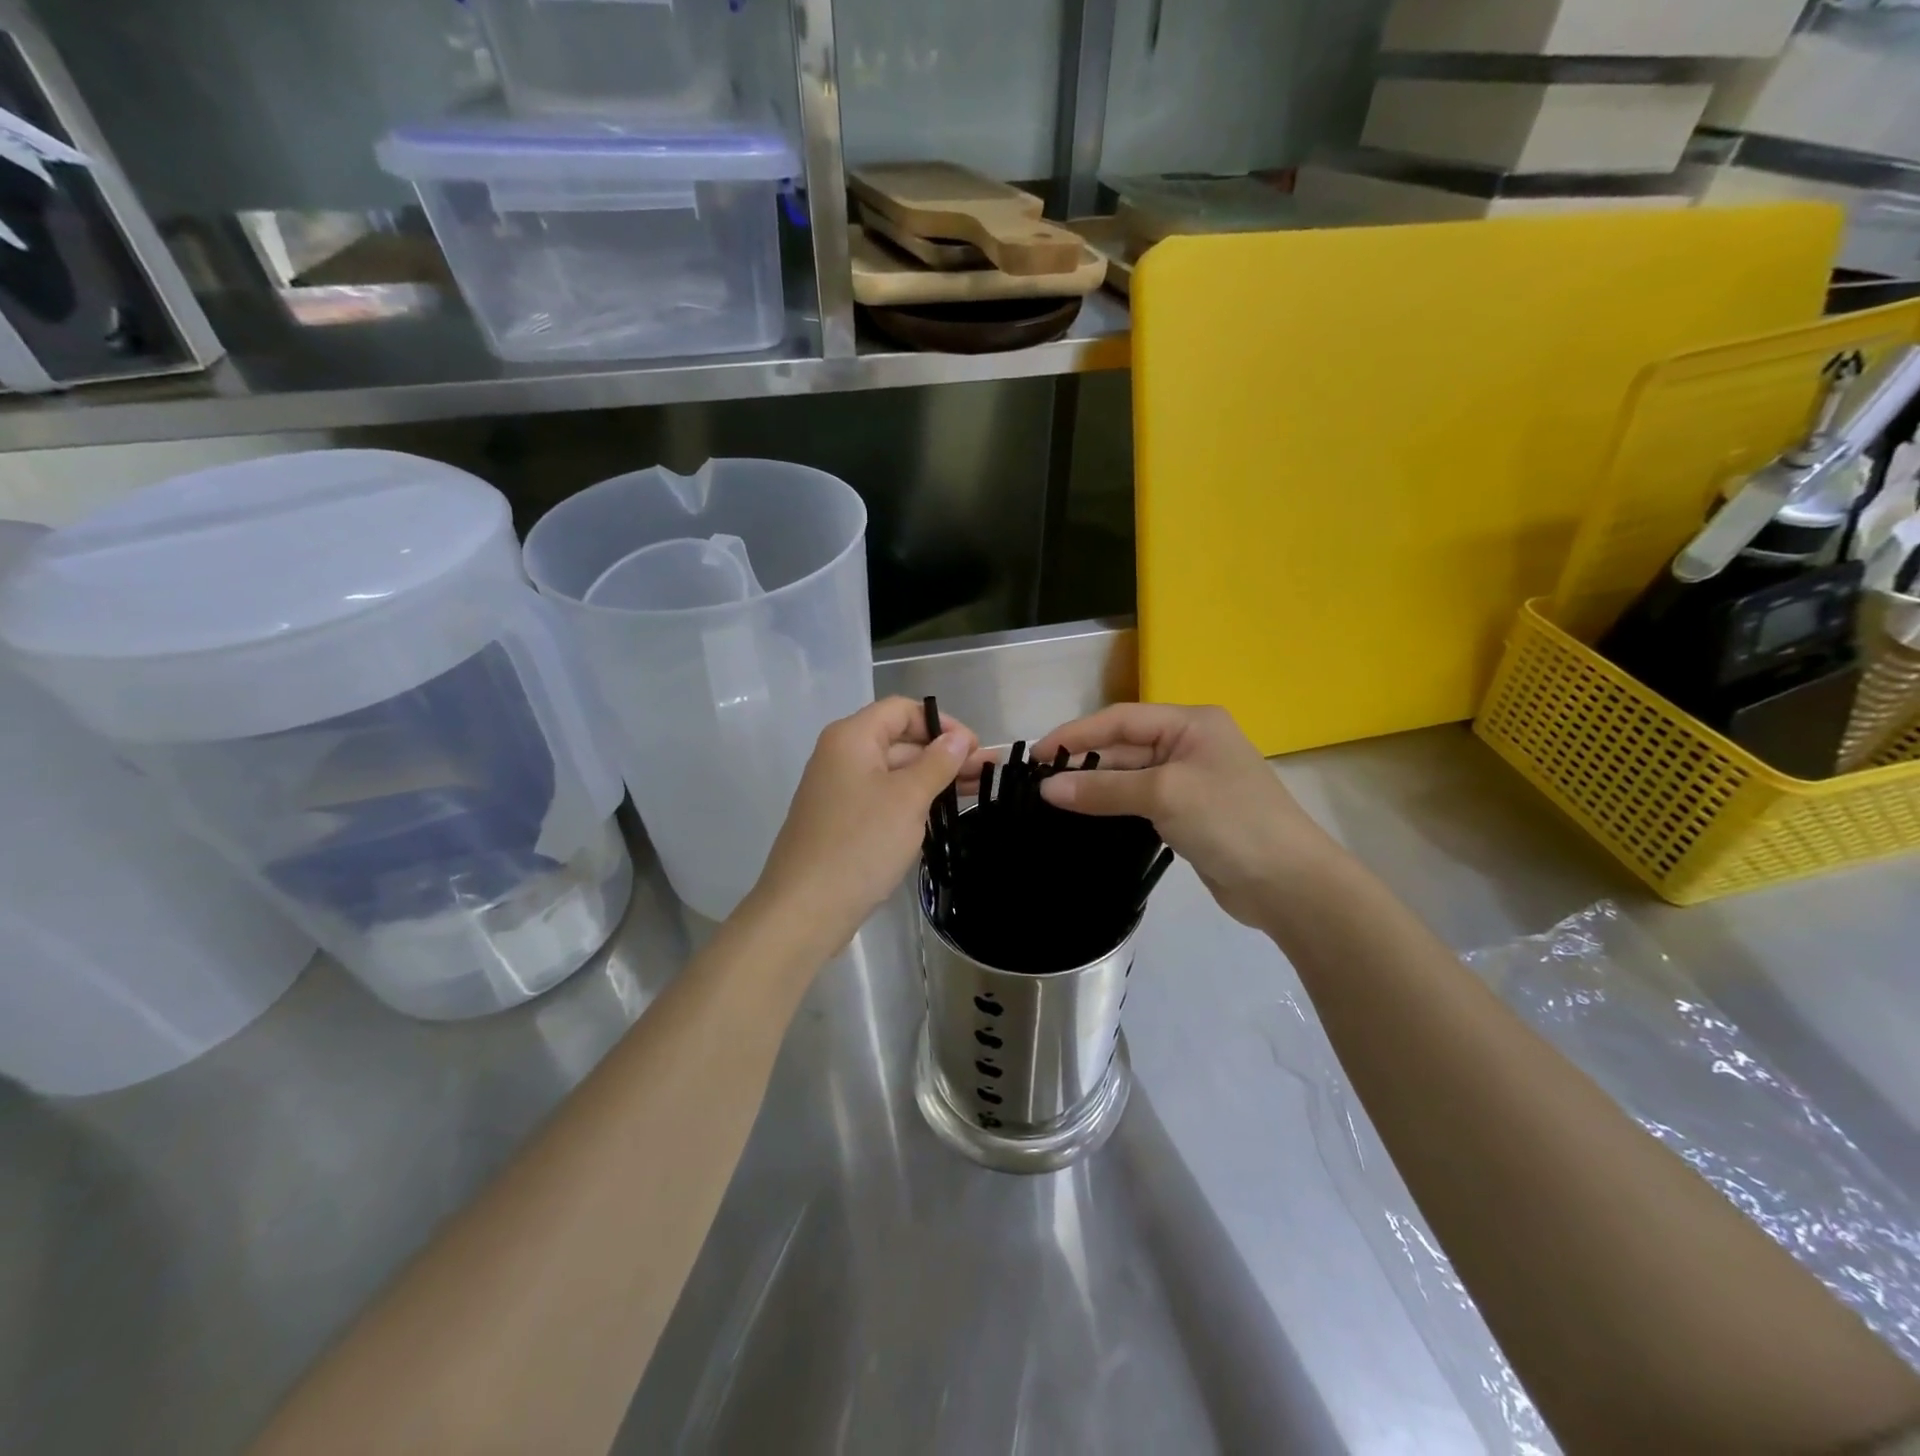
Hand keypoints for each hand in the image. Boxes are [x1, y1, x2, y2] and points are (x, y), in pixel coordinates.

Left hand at [750, 697, 975, 953]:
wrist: (806, 908)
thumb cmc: (860, 844)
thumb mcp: (908, 799)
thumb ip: (937, 762)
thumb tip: (958, 737)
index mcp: (852, 738)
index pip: (902, 710)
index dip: (941, 723)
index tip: (974, 747)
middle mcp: (842, 756)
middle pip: (900, 739)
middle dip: (944, 753)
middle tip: (987, 773)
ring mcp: (840, 790)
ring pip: (895, 772)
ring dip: (934, 778)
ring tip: (978, 791)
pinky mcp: (843, 820)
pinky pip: (884, 798)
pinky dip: (914, 800)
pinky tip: (944, 812)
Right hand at [1035, 704, 1338, 927]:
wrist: (1288, 883)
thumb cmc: (1230, 820)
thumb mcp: (1164, 794)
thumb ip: (1104, 788)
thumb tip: (1046, 789)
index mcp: (1191, 723)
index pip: (1121, 719)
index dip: (1077, 734)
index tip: (1036, 754)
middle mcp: (1189, 744)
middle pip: (1124, 747)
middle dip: (1084, 762)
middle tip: (1037, 782)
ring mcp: (1189, 780)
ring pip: (1130, 776)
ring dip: (1095, 787)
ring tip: (1050, 801)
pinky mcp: (1187, 814)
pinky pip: (1139, 801)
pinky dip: (1112, 807)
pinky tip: (1084, 818)